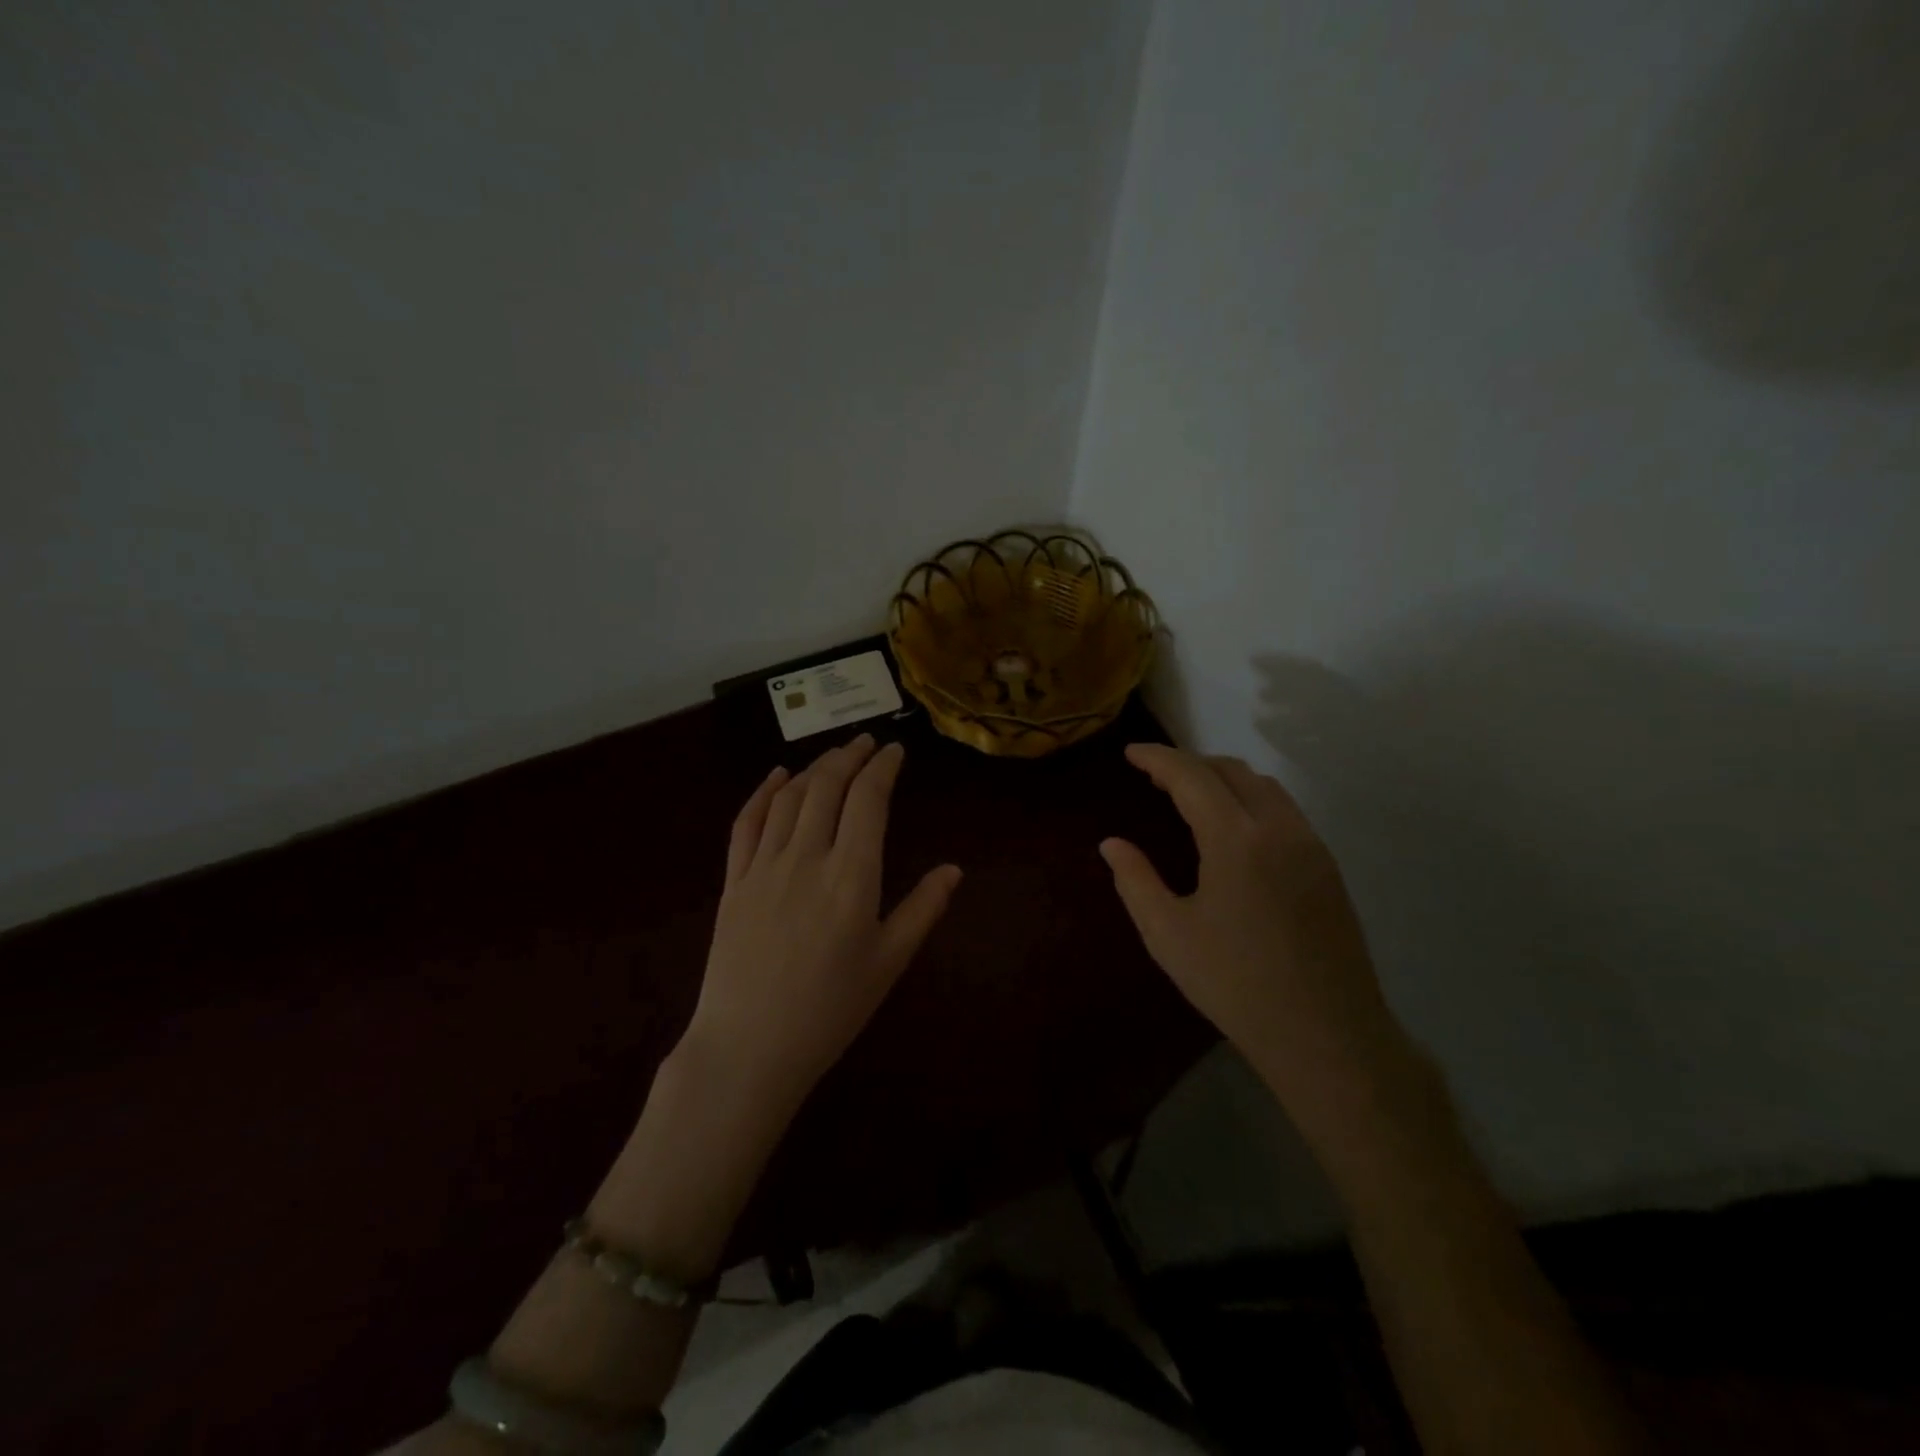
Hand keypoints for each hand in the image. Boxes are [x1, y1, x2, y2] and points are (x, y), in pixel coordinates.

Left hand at [685, 734, 961, 1112]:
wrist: (749, 1048)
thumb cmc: (830, 1010)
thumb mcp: (889, 963)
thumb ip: (922, 909)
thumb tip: (954, 869)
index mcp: (852, 876)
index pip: (869, 800)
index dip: (883, 767)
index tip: (895, 751)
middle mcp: (807, 857)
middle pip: (828, 786)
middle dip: (850, 756)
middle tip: (867, 742)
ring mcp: (764, 866)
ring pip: (790, 797)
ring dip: (814, 768)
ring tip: (834, 756)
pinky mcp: (734, 882)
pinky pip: (746, 822)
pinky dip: (763, 792)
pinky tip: (776, 776)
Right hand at [1100, 744, 1406, 1120]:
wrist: (1327, 1035)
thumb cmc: (1236, 985)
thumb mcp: (1167, 935)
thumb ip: (1135, 881)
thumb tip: (1112, 844)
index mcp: (1236, 839)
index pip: (1192, 776)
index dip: (1158, 759)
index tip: (1131, 754)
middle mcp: (1279, 828)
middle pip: (1232, 771)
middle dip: (1190, 764)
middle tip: (1155, 777)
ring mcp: (1310, 846)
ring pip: (1264, 787)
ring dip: (1224, 779)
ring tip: (1192, 798)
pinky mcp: (1327, 868)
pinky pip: (1285, 811)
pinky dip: (1251, 800)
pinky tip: (1233, 830)